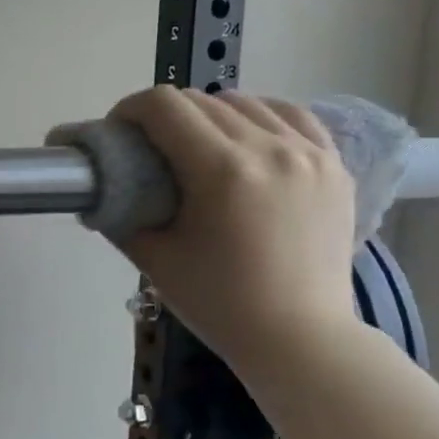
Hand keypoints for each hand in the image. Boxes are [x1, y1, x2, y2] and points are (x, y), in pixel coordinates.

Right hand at [109, 87, 357, 370]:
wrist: (299, 338)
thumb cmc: (219, 304)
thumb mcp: (155, 259)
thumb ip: (123, 215)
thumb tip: (105, 188)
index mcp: (222, 170)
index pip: (165, 106)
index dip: (130, 109)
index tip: (118, 130)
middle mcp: (269, 148)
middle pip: (202, 101)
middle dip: (164, 115)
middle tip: (148, 146)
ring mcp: (309, 153)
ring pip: (247, 102)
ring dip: (210, 114)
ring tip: (197, 145)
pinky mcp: (333, 165)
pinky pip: (292, 117)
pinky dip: (259, 117)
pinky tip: (246, 138)